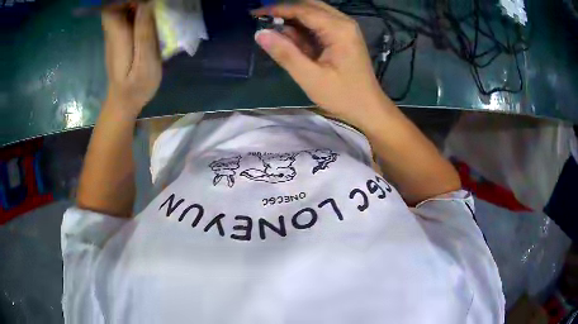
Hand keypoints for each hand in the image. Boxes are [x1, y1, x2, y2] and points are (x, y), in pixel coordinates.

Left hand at [102, 3, 161, 116]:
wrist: (123, 103)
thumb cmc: (136, 86)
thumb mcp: (145, 61)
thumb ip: (145, 33)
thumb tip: (147, 4)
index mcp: (117, 36)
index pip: (110, 7)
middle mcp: (112, 33)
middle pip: (114, 6)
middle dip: (132, 0)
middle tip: (152, 2)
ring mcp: (114, 37)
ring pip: (119, 10)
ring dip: (135, 4)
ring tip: (153, 7)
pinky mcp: (119, 40)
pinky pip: (124, 18)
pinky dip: (136, 12)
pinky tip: (148, 17)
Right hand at [253, 1, 390, 126]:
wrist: (369, 109)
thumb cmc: (343, 96)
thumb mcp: (311, 78)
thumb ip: (285, 53)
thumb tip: (260, 33)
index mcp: (339, 29)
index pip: (303, 9)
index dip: (277, 9)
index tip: (255, 13)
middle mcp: (344, 23)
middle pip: (309, 6)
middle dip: (285, 10)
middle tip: (261, 18)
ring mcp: (345, 29)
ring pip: (313, 14)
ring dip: (292, 19)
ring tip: (271, 28)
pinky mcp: (342, 37)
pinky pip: (318, 25)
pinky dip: (302, 29)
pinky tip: (289, 38)